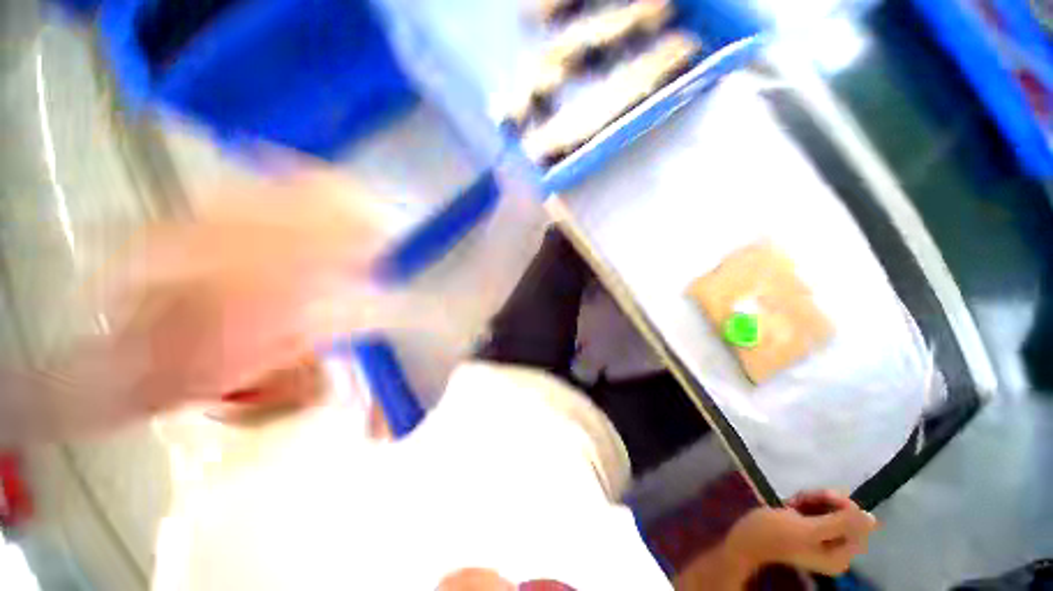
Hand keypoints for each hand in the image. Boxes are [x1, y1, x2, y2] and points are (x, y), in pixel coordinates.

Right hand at [727, 490, 877, 575]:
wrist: (746, 536)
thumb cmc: (776, 534)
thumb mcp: (809, 528)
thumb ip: (842, 524)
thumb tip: (871, 518)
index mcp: (840, 556)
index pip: (858, 526)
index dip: (844, 507)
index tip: (824, 496)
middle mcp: (836, 550)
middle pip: (844, 517)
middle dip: (825, 502)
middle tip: (804, 497)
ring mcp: (822, 540)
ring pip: (830, 510)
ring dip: (813, 500)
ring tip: (794, 499)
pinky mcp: (809, 529)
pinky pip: (818, 510)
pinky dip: (806, 502)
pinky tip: (792, 502)